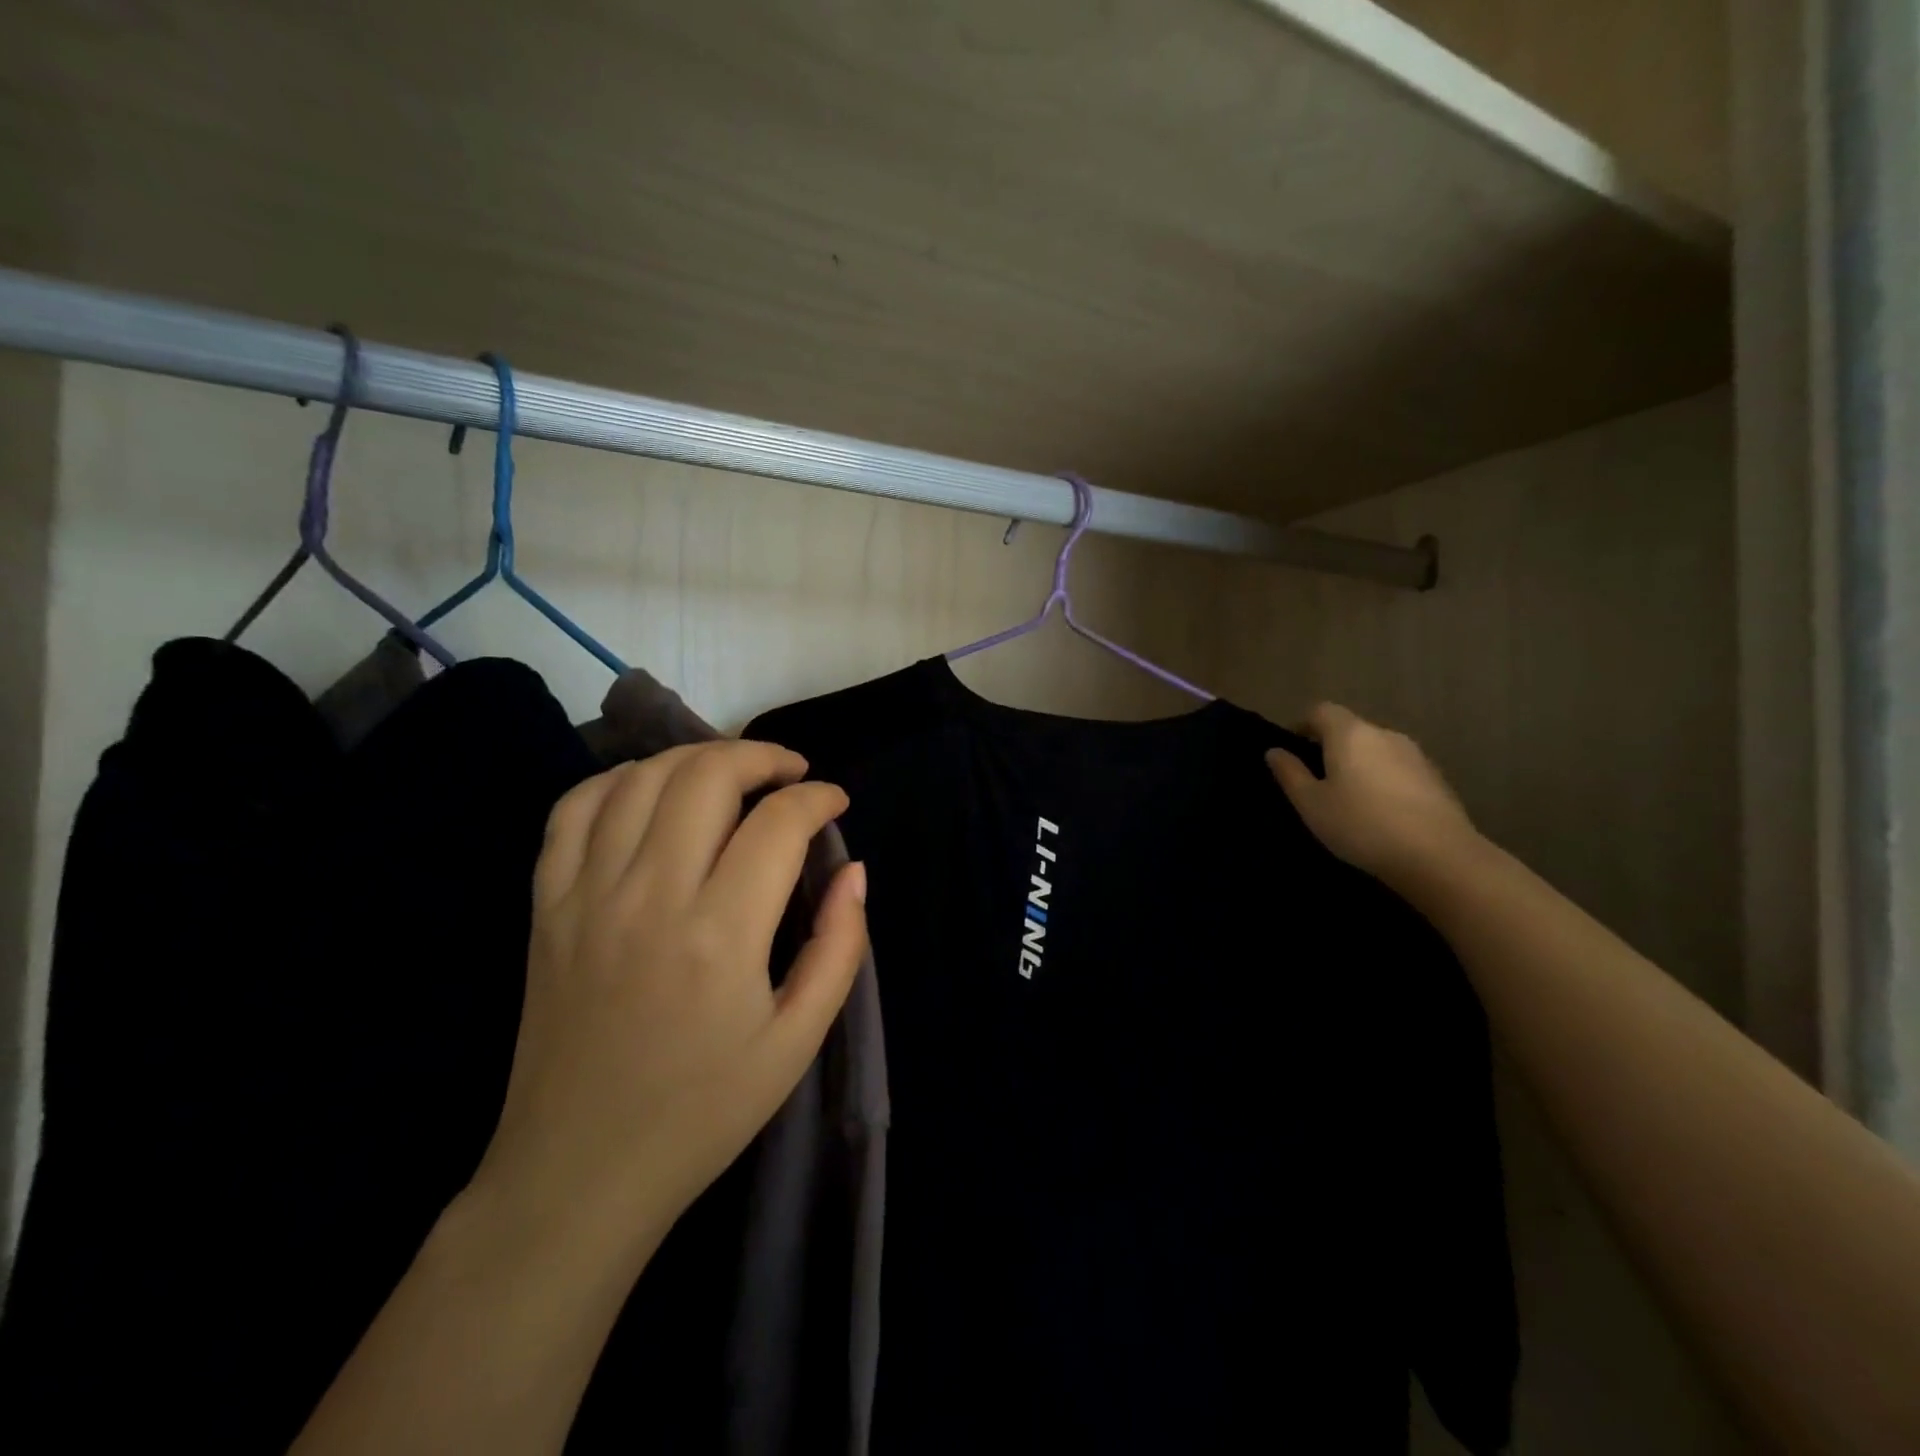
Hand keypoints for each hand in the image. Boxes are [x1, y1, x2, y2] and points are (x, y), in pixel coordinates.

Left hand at [469, 741, 867, 1265]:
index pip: (778, 823)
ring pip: (640, 779)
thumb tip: (854, 870)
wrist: (579, 1173)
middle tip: (790, 774)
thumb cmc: (704, 1111)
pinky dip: (617, 782)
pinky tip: (650, 793)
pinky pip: (572, 810)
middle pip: (706, 776)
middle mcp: (650, 897)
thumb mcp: (799, 1040)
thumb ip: (840, 946)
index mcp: (721, 935)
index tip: (835, 803)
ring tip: (731, 775)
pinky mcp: (546, 906)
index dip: (817, 798)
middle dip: (761, 757)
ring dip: (696, 758)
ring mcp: (587, 896)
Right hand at [1266, 703, 1478, 888]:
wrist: (1438, 856)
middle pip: (1351, 729)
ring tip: (1350, 797)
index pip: (1321, 711)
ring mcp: (1415, 755)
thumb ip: (1290, 773)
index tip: (1292, 748)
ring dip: (1360, 764)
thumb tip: (1274, 751)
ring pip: (1377, 749)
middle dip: (1332, 746)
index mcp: (1349, 734)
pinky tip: (1382, 811)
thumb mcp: (1311, 803)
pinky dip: (1384, 780)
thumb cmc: (1361, 824)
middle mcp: (1384, 734)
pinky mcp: (1437, 778)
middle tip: (1317, 778)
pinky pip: (1399, 769)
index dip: (1302, 724)